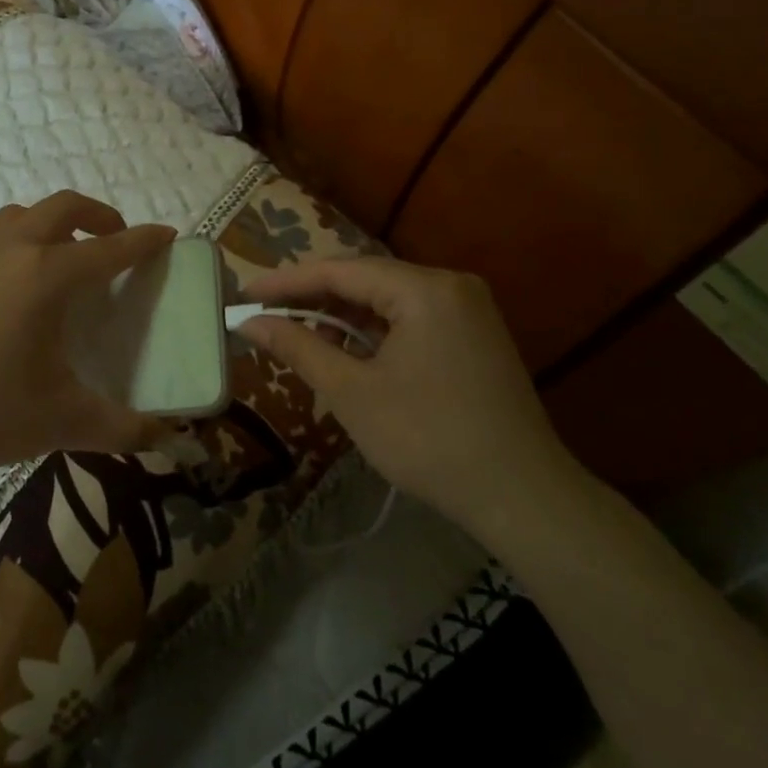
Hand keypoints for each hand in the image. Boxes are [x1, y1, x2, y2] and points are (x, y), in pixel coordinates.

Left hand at [0, 191, 175, 479]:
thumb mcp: (63, 422)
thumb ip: (123, 428)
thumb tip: (167, 438)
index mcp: (45, 277)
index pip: (109, 249)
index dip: (143, 240)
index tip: (165, 234)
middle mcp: (8, 251)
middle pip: (62, 207)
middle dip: (97, 215)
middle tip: (114, 239)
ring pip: (18, 216)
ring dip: (49, 224)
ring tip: (61, 257)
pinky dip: (12, 247)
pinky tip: (7, 291)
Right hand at [236, 257, 585, 537]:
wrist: (522, 497)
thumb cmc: (428, 440)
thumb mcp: (352, 392)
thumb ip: (298, 346)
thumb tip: (249, 322)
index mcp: (424, 289)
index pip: (340, 271)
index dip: (286, 282)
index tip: (245, 293)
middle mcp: (449, 285)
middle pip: (365, 279)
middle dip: (313, 297)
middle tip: (265, 312)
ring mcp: (467, 309)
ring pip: (387, 299)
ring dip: (342, 315)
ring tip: (300, 336)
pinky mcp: (474, 334)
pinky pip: (410, 317)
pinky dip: (374, 330)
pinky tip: (348, 349)